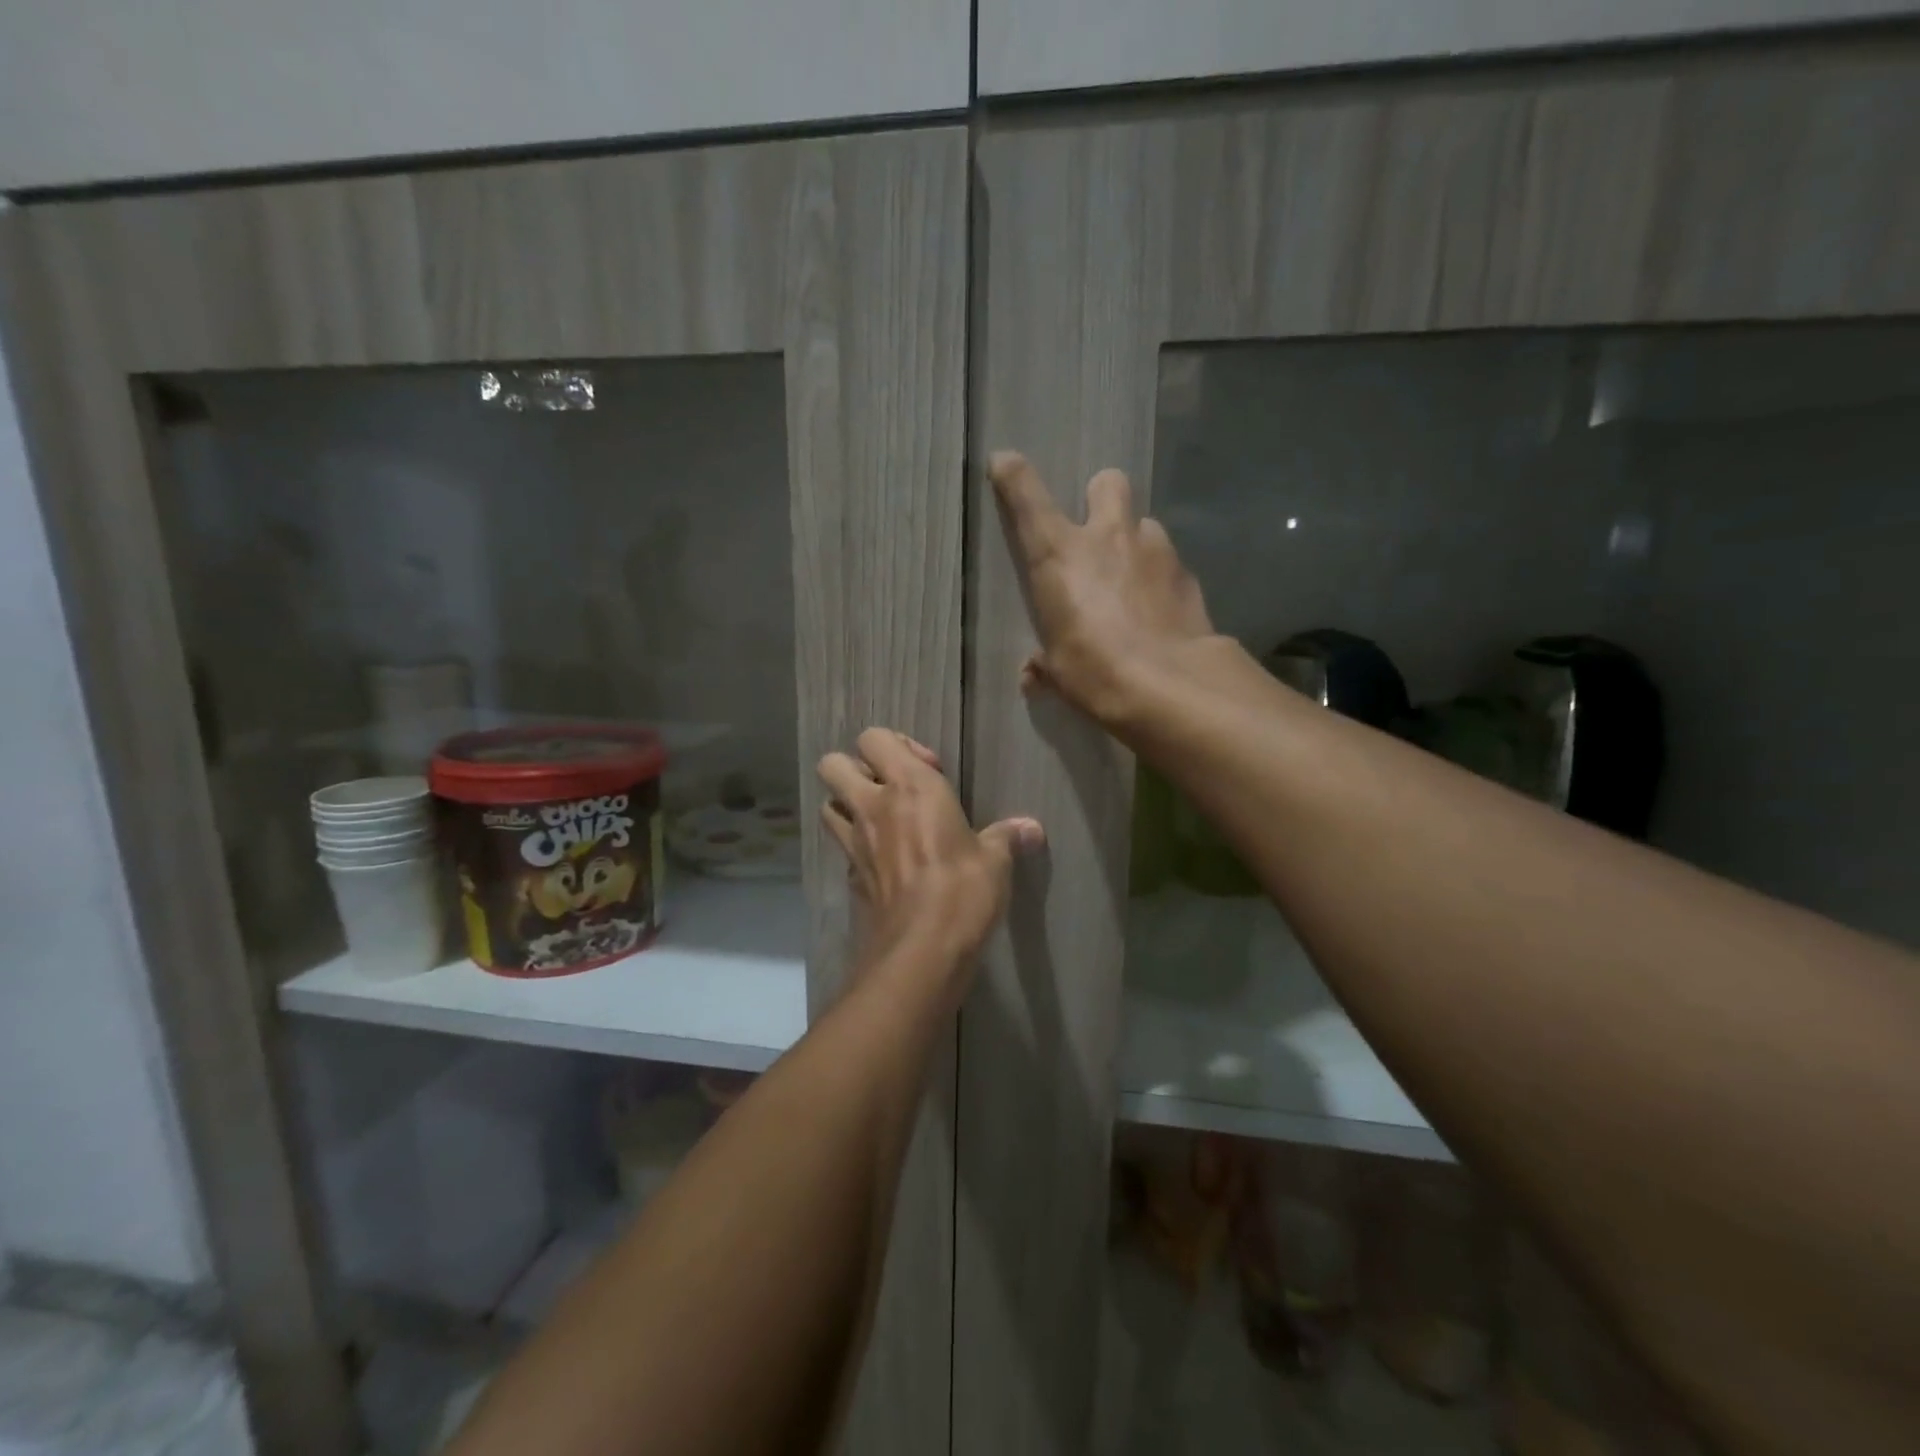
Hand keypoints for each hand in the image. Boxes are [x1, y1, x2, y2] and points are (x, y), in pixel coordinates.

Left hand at [818, 729, 1042, 1004]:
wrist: (922, 950)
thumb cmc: (963, 890)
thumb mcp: (995, 861)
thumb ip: (1006, 838)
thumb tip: (1032, 829)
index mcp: (909, 786)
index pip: (874, 737)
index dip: (897, 746)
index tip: (930, 771)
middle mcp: (872, 806)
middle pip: (833, 764)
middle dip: (855, 768)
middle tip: (890, 789)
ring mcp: (854, 842)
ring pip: (828, 805)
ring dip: (847, 805)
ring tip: (881, 821)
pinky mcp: (849, 877)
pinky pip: (842, 849)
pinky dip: (856, 848)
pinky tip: (884, 863)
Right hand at [990, 452, 1215, 727]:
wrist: (1170, 685)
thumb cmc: (1095, 672)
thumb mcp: (1059, 671)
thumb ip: (1044, 662)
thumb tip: (1033, 674)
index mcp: (1061, 555)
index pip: (1028, 499)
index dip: (1013, 476)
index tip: (1005, 464)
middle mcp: (1108, 537)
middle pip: (1107, 483)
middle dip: (1101, 498)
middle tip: (1098, 531)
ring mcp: (1154, 549)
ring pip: (1144, 524)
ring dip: (1135, 543)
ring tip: (1133, 581)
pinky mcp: (1187, 574)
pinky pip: (1169, 563)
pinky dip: (1160, 579)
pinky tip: (1160, 610)